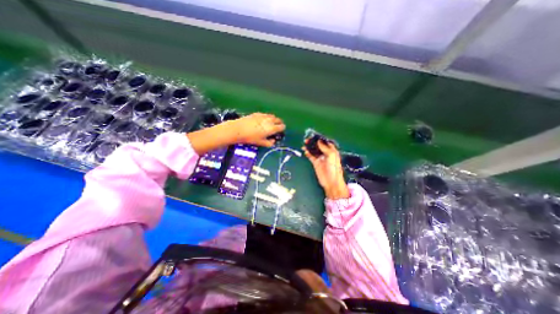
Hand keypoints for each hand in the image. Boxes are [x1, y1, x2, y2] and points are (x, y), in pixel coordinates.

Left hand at [223, 113, 284, 147]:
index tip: (280, 132)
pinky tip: (262, 121)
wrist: (239, 129)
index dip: (282, 129)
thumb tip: (273, 141)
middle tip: (277, 127)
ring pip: (272, 116)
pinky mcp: (257, 113)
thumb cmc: (251, 138)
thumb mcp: (261, 143)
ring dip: (274, 119)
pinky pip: (265, 114)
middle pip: (278, 120)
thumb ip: (270, 143)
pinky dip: (267, 117)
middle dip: (279, 123)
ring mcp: (263, 115)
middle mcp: (270, 120)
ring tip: (270, 124)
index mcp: (272, 128)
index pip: (282, 126)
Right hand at [305, 139, 348, 198]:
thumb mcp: (331, 155)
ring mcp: (320, 158)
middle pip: (319, 145)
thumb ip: (325, 148)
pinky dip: (308, 153)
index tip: (314, 135)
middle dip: (313, 142)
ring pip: (314, 150)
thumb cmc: (334, 168)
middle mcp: (326, 153)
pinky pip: (311, 156)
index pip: (326, 142)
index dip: (320, 139)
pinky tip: (305, 151)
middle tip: (307, 139)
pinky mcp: (315, 163)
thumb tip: (318, 141)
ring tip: (304, 143)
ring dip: (309, 147)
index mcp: (332, 150)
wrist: (331, 181)